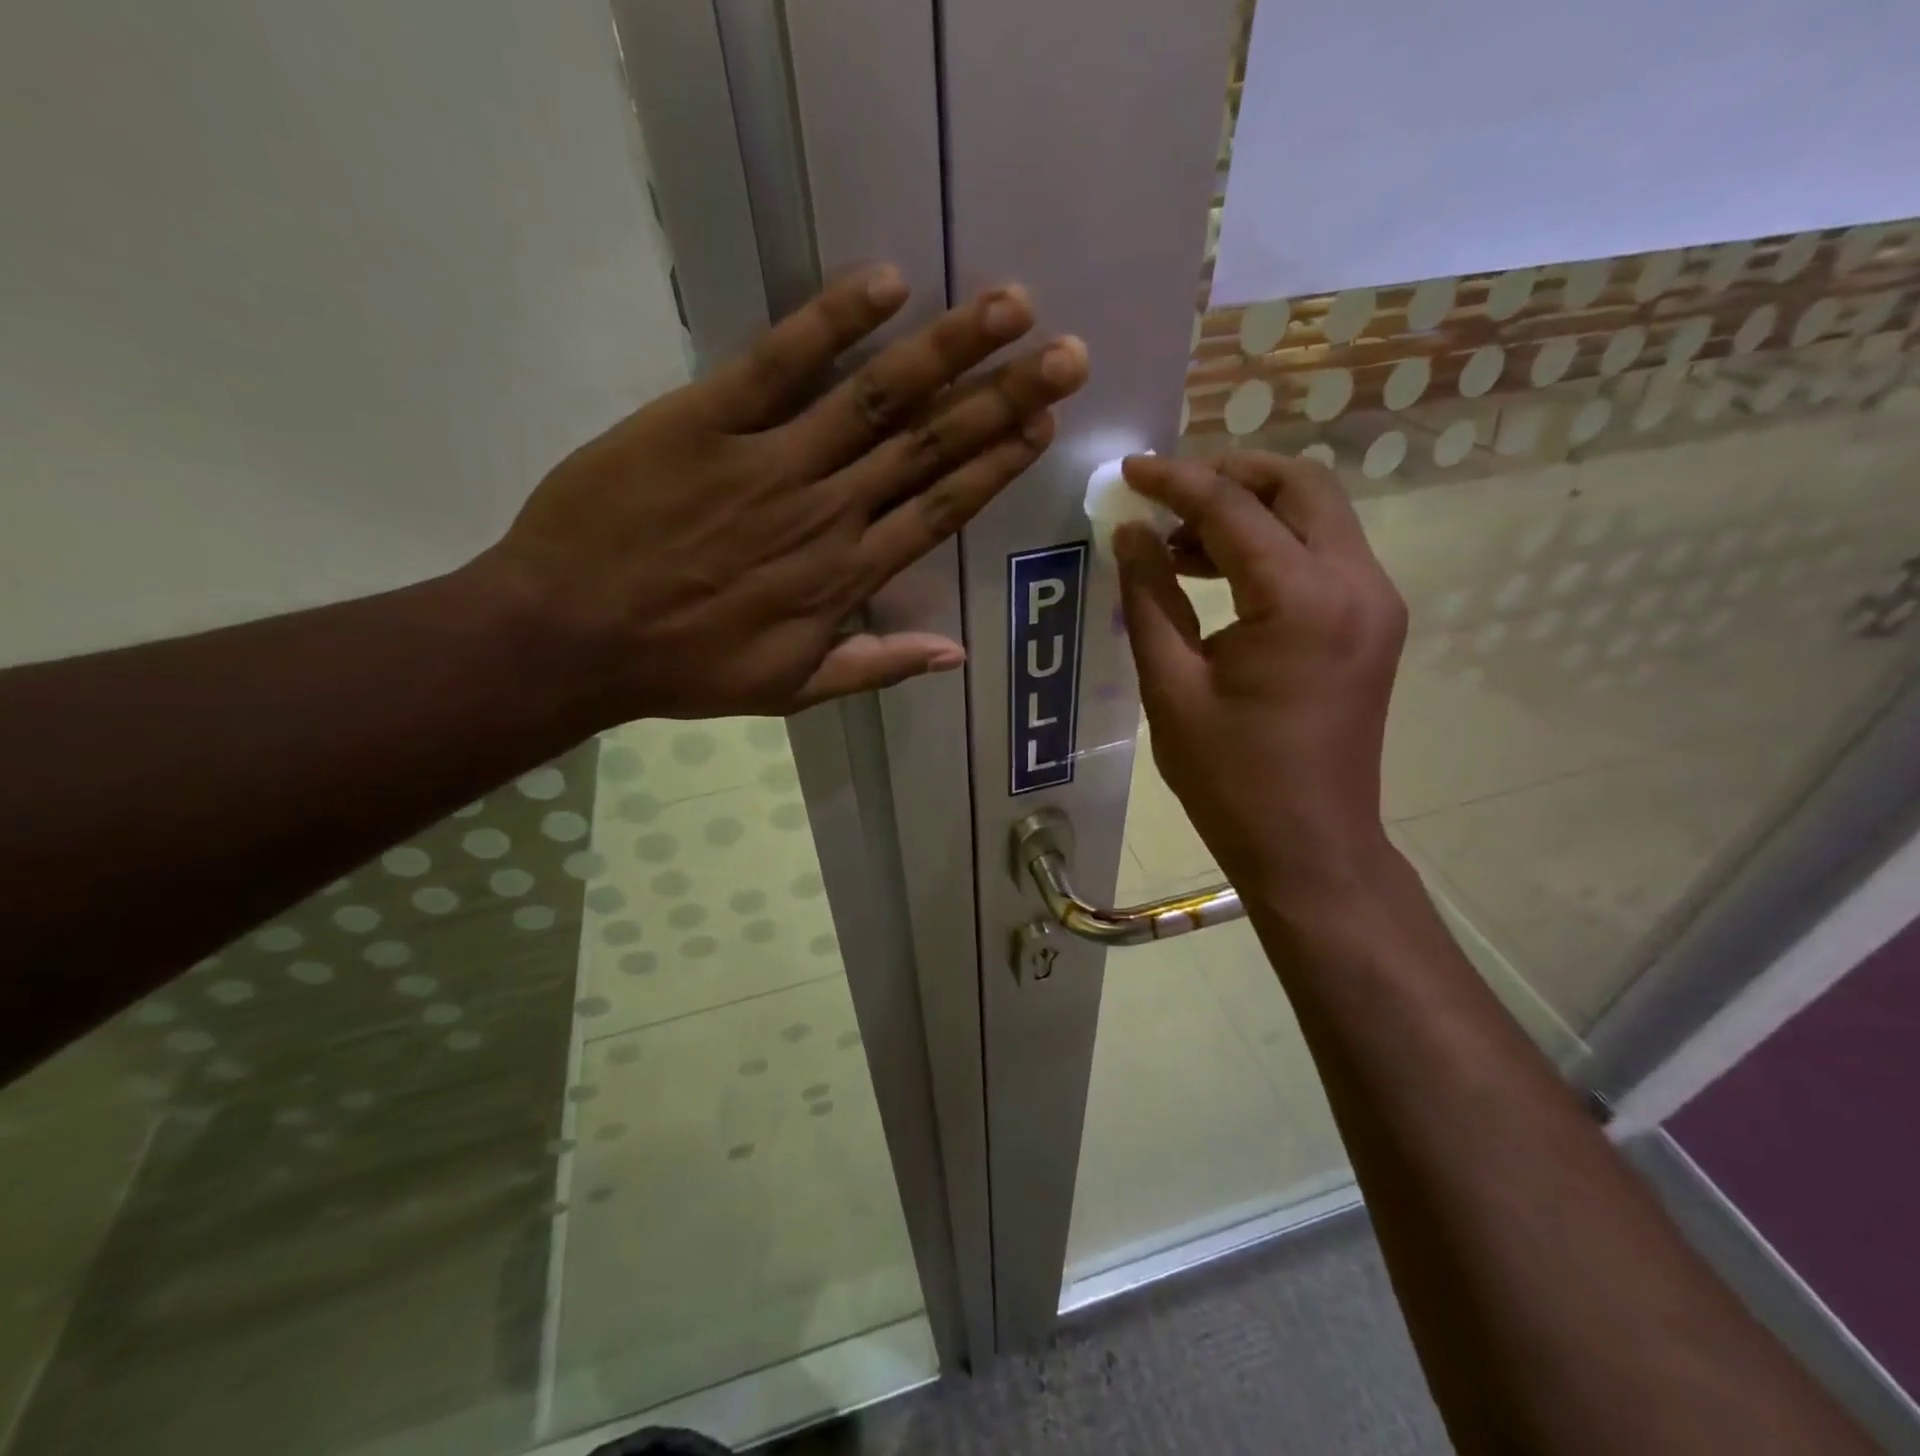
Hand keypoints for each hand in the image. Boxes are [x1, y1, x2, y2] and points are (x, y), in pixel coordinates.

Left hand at [481, 266, 1087, 721]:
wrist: (571, 635)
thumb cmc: (686, 667)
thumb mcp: (792, 690)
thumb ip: (876, 666)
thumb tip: (955, 655)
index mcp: (846, 575)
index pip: (941, 509)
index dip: (997, 464)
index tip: (1045, 424)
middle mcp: (826, 510)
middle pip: (929, 445)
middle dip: (1004, 397)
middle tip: (1067, 353)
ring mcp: (769, 460)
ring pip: (875, 398)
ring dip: (948, 349)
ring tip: (1010, 308)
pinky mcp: (704, 419)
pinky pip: (777, 362)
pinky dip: (831, 321)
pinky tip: (887, 284)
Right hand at [1114, 452, 1407, 909]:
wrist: (1310, 846)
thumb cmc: (1231, 779)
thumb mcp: (1172, 687)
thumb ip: (1149, 599)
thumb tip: (1130, 535)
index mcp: (1301, 599)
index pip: (1234, 507)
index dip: (1175, 481)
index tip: (1129, 472)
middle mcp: (1355, 583)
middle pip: (1300, 484)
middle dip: (1229, 476)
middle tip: (1166, 499)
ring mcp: (1375, 603)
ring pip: (1318, 514)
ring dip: (1251, 511)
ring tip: (1180, 547)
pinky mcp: (1373, 624)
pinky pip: (1324, 554)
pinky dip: (1273, 545)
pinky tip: (1221, 576)